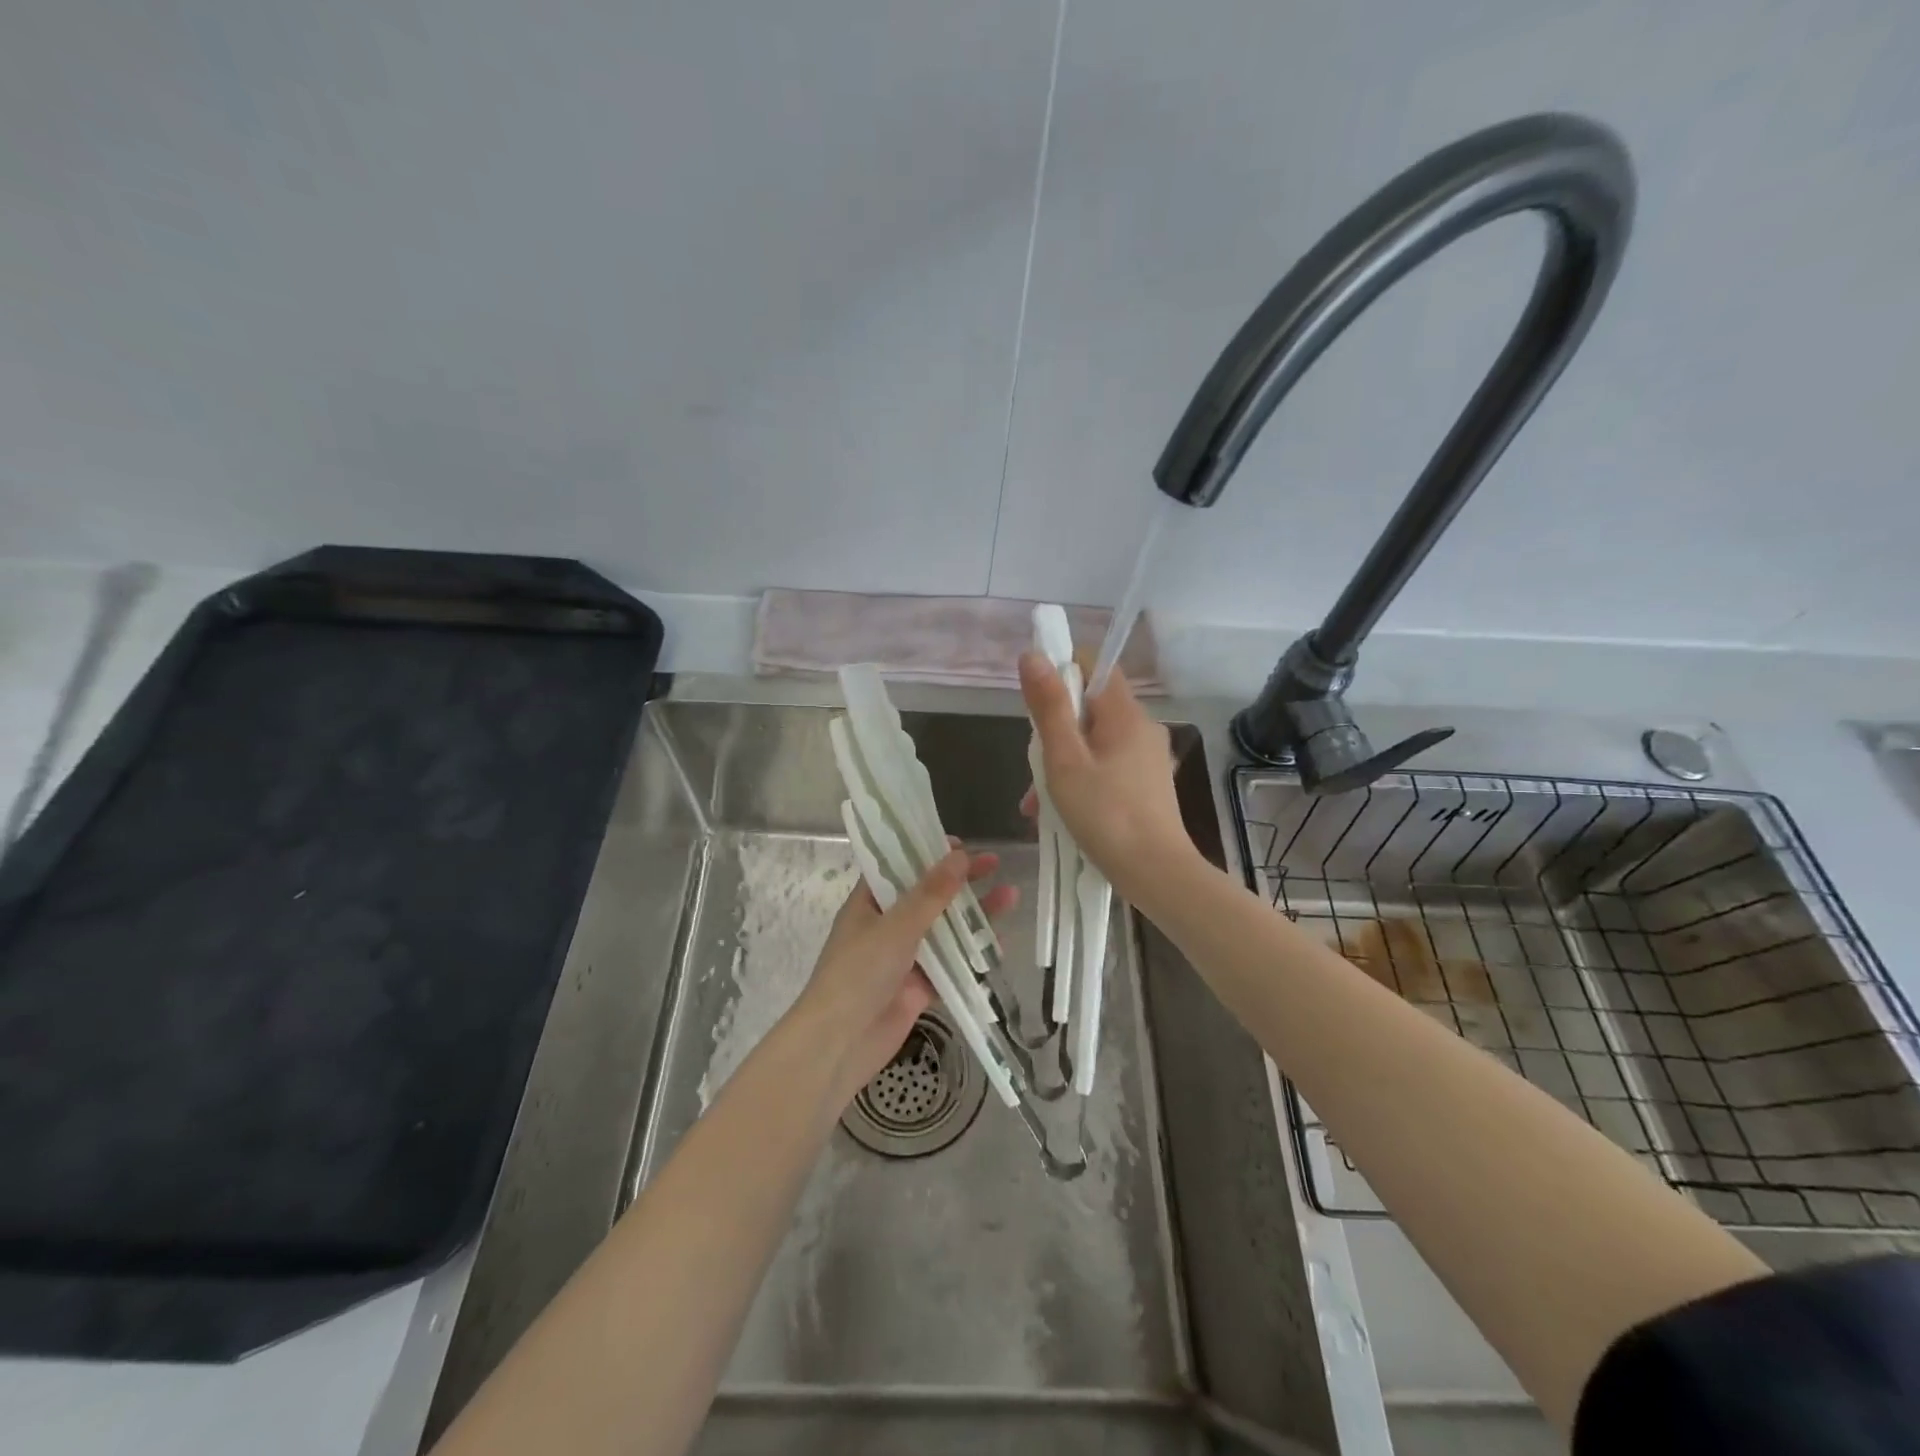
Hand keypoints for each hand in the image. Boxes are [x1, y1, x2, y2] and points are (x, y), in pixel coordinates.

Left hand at [793, 847, 1016, 1106]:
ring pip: (944, 930)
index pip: (899, 867)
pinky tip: (999, 943)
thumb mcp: (896, 926)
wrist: (840, 1043)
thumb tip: (960, 855)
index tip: (960, 844)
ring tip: (1010, 896)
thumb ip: (931, 893)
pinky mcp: (918, 987)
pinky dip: (972, 955)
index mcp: (869, 903)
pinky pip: (950, 965)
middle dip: (960, 881)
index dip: (927, 852)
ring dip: (973, 915)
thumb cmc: (859, 972)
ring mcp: (903, 957)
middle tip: (994, 863)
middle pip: (928, 896)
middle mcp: (886, 925)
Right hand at [1018, 651, 1197, 901]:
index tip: (1035, 701)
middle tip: (1035, 767)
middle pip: (1090, 707)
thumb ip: (1048, 707)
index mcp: (1125, 714)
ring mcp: (1148, 757)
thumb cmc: (1105, 815)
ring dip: (1063, 762)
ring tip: (1038, 804)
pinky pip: (1108, 766)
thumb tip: (1033, 655)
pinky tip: (1062, 813)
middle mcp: (1142, 727)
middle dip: (1056, 730)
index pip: (1095, 665)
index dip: (1062, 671)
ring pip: (1095, 741)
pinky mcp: (1148, 784)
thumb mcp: (1064, 760)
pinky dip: (1083, 779)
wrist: (1157, 874)